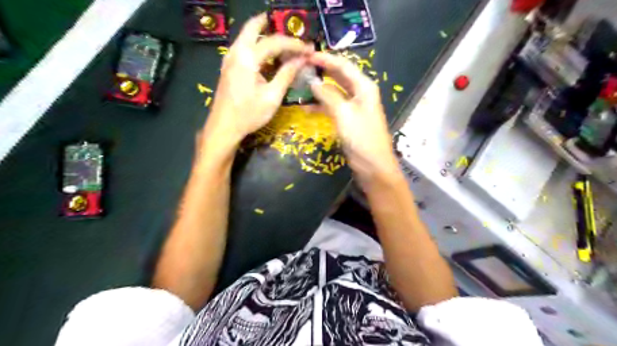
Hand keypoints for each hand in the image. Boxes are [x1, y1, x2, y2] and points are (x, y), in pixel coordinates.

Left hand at [205, 13, 313, 143]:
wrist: (224, 127)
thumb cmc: (249, 114)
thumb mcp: (272, 96)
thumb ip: (286, 74)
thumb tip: (302, 60)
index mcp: (247, 58)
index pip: (274, 42)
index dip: (294, 44)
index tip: (309, 49)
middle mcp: (236, 52)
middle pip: (253, 27)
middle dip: (272, 26)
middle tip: (291, 33)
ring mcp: (230, 58)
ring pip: (247, 36)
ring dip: (264, 35)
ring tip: (284, 44)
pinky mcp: (229, 67)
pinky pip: (244, 47)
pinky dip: (257, 46)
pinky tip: (269, 57)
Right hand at [309, 53, 399, 178]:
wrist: (373, 166)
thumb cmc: (361, 138)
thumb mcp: (344, 113)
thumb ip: (328, 95)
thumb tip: (313, 82)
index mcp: (364, 86)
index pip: (343, 65)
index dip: (325, 59)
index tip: (306, 55)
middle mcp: (360, 93)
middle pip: (339, 76)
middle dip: (321, 71)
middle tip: (301, 67)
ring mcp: (354, 107)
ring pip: (334, 91)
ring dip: (319, 89)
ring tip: (300, 85)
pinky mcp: (349, 119)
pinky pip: (333, 106)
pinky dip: (321, 105)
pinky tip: (306, 107)